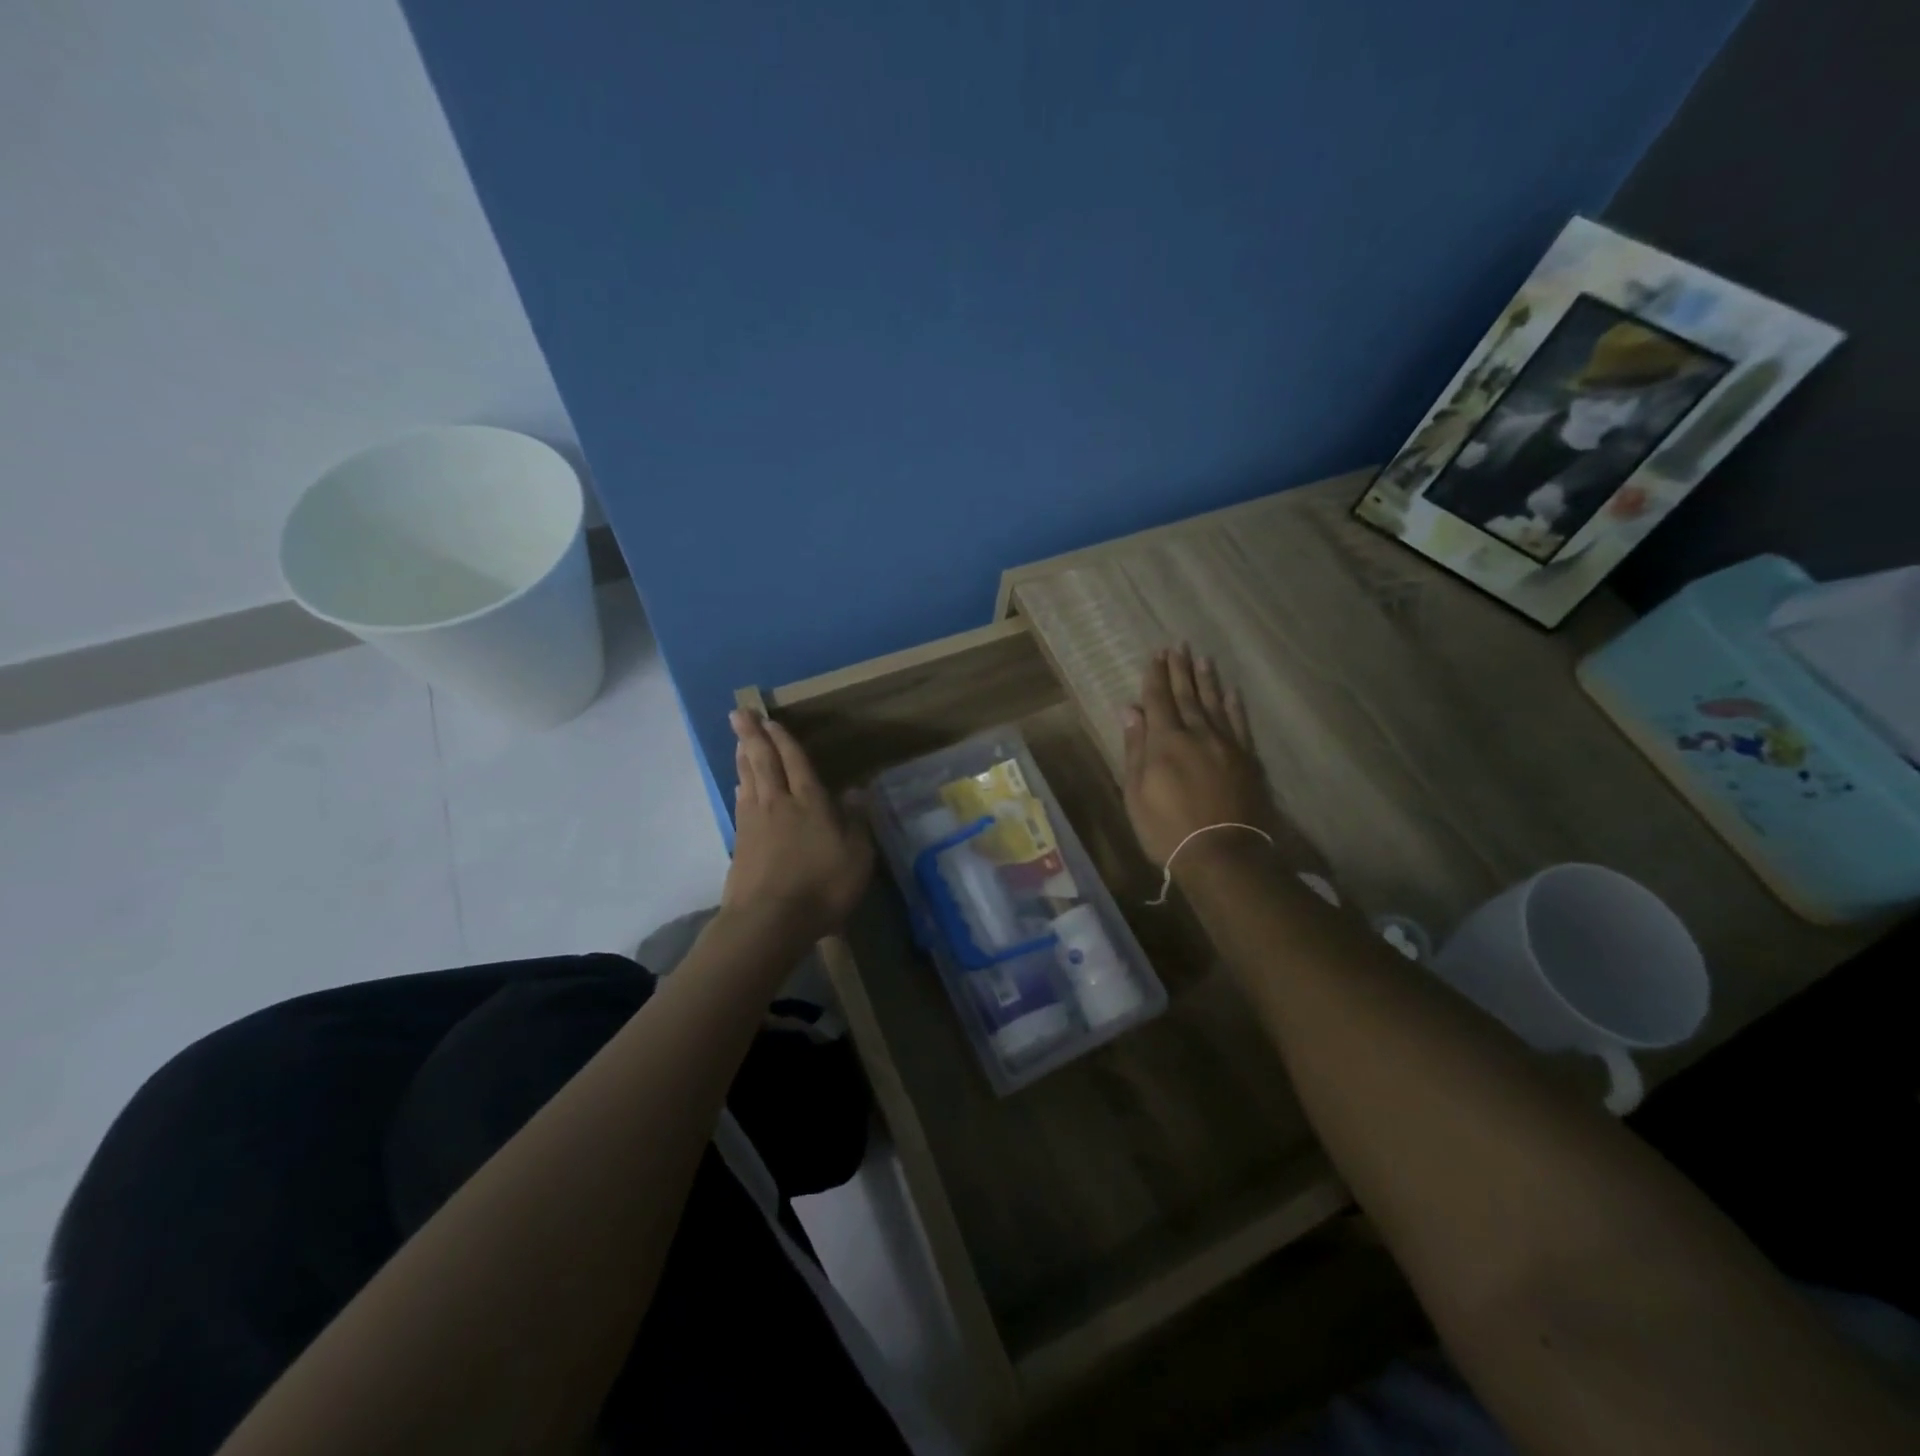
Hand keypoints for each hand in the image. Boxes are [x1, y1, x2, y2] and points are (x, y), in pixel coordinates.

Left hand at [722, 709, 874, 942]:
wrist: (768, 922)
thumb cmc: (822, 887)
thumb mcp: (857, 856)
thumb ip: (856, 822)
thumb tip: (855, 791)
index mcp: (810, 802)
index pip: (796, 762)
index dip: (784, 740)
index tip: (771, 720)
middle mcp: (779, 804)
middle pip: (763, 762)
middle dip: (752, 736)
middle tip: (739, 712)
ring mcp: (754, 823)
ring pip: (748, 779)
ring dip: (743, 757)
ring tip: (738, 740)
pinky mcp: (739, 844)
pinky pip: (740, 803)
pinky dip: (740, 787)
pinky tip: (739, 785)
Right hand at [1121, 647, 1279, 866]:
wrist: (1223, 855)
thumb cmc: (1167, 830)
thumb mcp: (1136, 793)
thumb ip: (1135, 748)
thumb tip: (1130, 709)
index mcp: (1165, 742)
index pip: (1158, 700)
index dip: (1155, 677)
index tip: (1155, 655)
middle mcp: (1197, 734)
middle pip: (1187, 695)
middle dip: (1180, 670)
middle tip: (1178, 645)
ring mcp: (1226, 745)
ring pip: (1215, 704)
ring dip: (1207, 680)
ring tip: (1203, 658)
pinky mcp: (1248, 759)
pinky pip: (1240, 724)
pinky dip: (1235, 706)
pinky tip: (1232, 692)